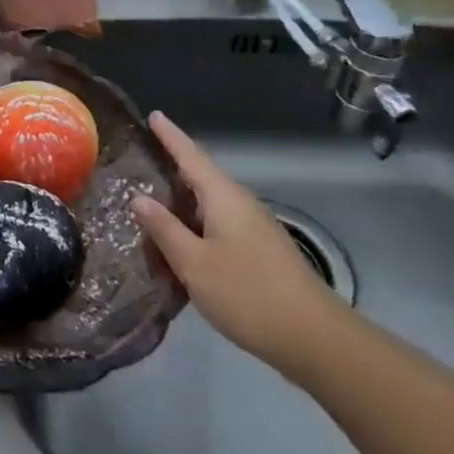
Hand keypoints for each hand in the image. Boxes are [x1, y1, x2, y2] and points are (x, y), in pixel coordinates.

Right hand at [133, 110, 344, 370]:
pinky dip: (196, 221)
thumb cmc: (248, 293)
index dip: (170, 135)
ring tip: (153, 197)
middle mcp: (240, 204)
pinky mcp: (260, 251)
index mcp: (223, 197)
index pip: (191, 155)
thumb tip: (139, 198)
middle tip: (143, 156)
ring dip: (183, 197)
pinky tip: (182, 238)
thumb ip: (164, 229)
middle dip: (174, 164)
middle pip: (202, 175)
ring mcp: (254, 227)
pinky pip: (219, 223)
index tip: (153, 114)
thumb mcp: (194, 263)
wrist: (314, 339)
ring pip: (210, 202)